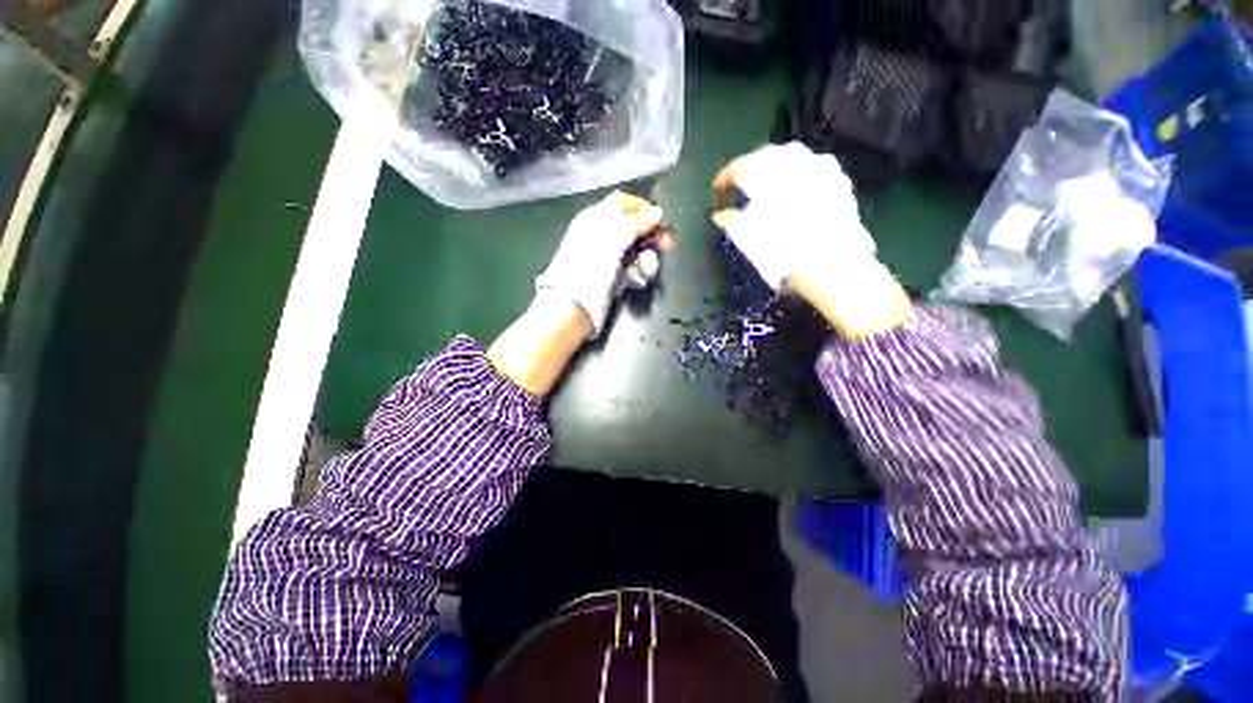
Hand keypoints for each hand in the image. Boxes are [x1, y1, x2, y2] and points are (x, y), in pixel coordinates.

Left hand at [536, 191, 672, 338]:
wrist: (576, 303)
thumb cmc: (593, 262)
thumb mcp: (616, 235)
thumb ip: (638, 221)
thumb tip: (658, 212)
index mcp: (596, 218)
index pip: (621, 204)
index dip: (642, 209)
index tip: (660, 221)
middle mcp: (601, 236)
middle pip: (633, 228)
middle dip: (650, 238)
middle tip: (667, 248)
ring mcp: (606, 259)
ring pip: (635, 252)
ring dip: (646, 259)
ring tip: (648, 271)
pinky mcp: (612, 279)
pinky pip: (632, 270)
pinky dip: (638, 274)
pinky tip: (638, 281)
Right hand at [712, 143, 910, 337]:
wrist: (829, 261)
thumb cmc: (779, 248)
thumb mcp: (744, 236)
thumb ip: (728, 219)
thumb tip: (720, 214)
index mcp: (764, 169)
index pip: (736, 168)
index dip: (722, 181)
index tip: (716, 194)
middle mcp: (793, 158)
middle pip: (764, 157)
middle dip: (749, 171)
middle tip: (740, 189)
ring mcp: (819, 165)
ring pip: (791, 159)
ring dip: (775, 172)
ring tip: (768, 190)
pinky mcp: (838, 179)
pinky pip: (813, 170)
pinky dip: (799, 179)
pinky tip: (797, 194)